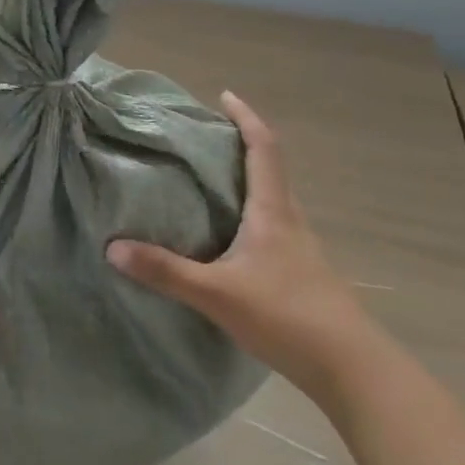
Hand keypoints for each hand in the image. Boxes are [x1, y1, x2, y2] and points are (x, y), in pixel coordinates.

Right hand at [106, 91, 374, 405]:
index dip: (246, 118)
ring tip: (207, 182)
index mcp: (273, 211)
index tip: (225, 96)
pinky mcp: (300, 272)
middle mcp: (289, 220)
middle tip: (203, 138)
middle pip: (269, 169)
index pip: (263, 149)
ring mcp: (299, 248)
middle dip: (241, 145)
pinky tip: (226, 237)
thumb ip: (165, 271)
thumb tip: (112, 248)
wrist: (352, 369)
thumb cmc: (287, 315)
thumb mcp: (216, 293)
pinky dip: (248, 214)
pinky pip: (271, 227)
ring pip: (271, 199)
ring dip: (245, 180)